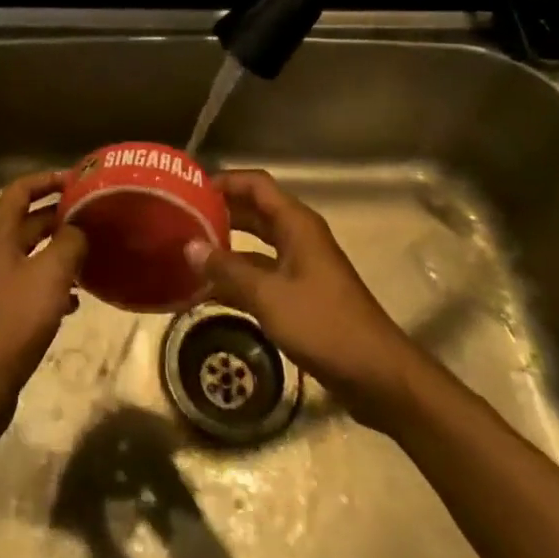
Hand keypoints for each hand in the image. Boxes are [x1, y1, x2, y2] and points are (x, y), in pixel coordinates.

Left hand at [0, 172, 87, 443]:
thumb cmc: (14, 319)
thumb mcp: (50, 274)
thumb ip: (69, 242)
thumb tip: (80, 229)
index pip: (21, 190)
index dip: (48, 180)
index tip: (78, 181)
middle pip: (28, 221)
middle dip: (60, 215)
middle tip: (95, 216)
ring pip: (34, 254)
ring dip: (61, 250)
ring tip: (94, 253)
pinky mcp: (6, 312)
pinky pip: (34, 285)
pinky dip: (55, 284)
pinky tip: (78, 298)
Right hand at [184, 169, 411, 416]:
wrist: (378, 376)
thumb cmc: (324, 325)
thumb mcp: (269, 296)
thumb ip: (228, 270)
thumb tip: (189, 246)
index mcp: (296, 224)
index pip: (255, 184)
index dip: (224, 181)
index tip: (189, 189)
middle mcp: (299, 237)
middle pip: (254, 212)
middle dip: (220, 212)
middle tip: (180, 219)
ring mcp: (301, 267)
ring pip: (256, 245)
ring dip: (226, 247)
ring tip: (187, 252)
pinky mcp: (301, 295)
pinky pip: (262, 274)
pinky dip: (238, 278)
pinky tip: (208, 291)